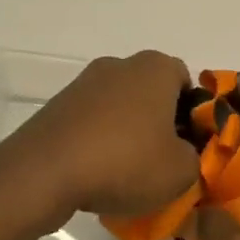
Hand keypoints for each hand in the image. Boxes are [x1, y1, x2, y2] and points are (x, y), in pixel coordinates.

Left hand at [0, 51, 201, 224]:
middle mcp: (121, 65)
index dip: (192, 114)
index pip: (186, 82)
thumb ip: (195, 159)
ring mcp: (85, 83)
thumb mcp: (180, 172)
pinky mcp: (59, 105)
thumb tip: (184, 155)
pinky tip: (97, 174)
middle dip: (159, 123)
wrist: (44, 172)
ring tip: (127, 174)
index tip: (189, 146)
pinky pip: (91, 121)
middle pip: (152, 92)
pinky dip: (98, 141)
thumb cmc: (124, 161)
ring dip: (127, 133)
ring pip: (120, 107)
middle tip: (161, 161)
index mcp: (156, 68)